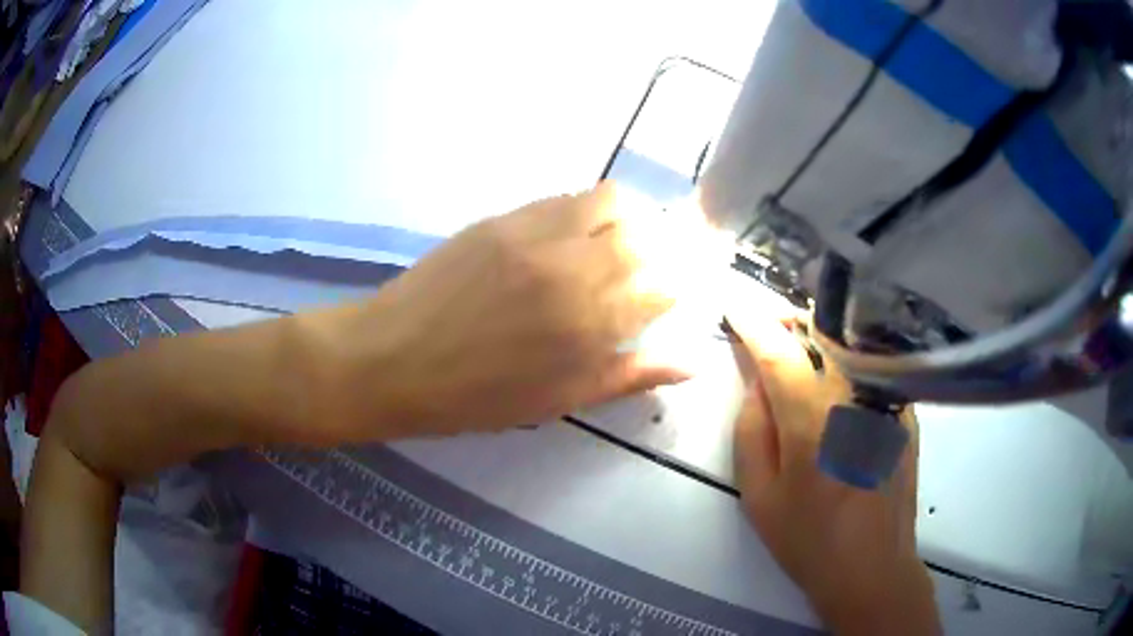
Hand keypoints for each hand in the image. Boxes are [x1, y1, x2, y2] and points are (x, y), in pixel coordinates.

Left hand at [320, 180, 723, 437]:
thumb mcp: (559, 399)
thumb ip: (630, 374)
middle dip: (667, 246)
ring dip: (635, 216)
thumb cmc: (476, 396)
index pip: (665, 286)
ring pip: (612, 200)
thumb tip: (692, 359)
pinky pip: (567, 196)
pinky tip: (584, 230)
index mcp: (589, 323)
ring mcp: (536, 231)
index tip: (678, 294)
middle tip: (660, 263)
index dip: (680, 288)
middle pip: (648, 234)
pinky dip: (592, 208)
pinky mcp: (506, 216)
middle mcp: (572, 265)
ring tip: (628, 239)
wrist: (392, 358)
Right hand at [726, 306, 940, 634]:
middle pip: (820, 329)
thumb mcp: (759, 495)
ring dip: (816, 333)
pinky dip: (844, 356)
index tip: (734, 305)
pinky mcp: (903, 408)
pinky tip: (834, 377)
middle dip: (787, 318)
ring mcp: (885, 397)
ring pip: (847, 341)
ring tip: (796, 346)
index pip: (778, 350)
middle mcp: (854, 394)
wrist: (873, 565)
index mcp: (812, 418)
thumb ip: (752, 431)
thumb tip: (758, 384)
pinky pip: (868, 365)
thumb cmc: (808, 539)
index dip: (752, 322)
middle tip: (766, 324)